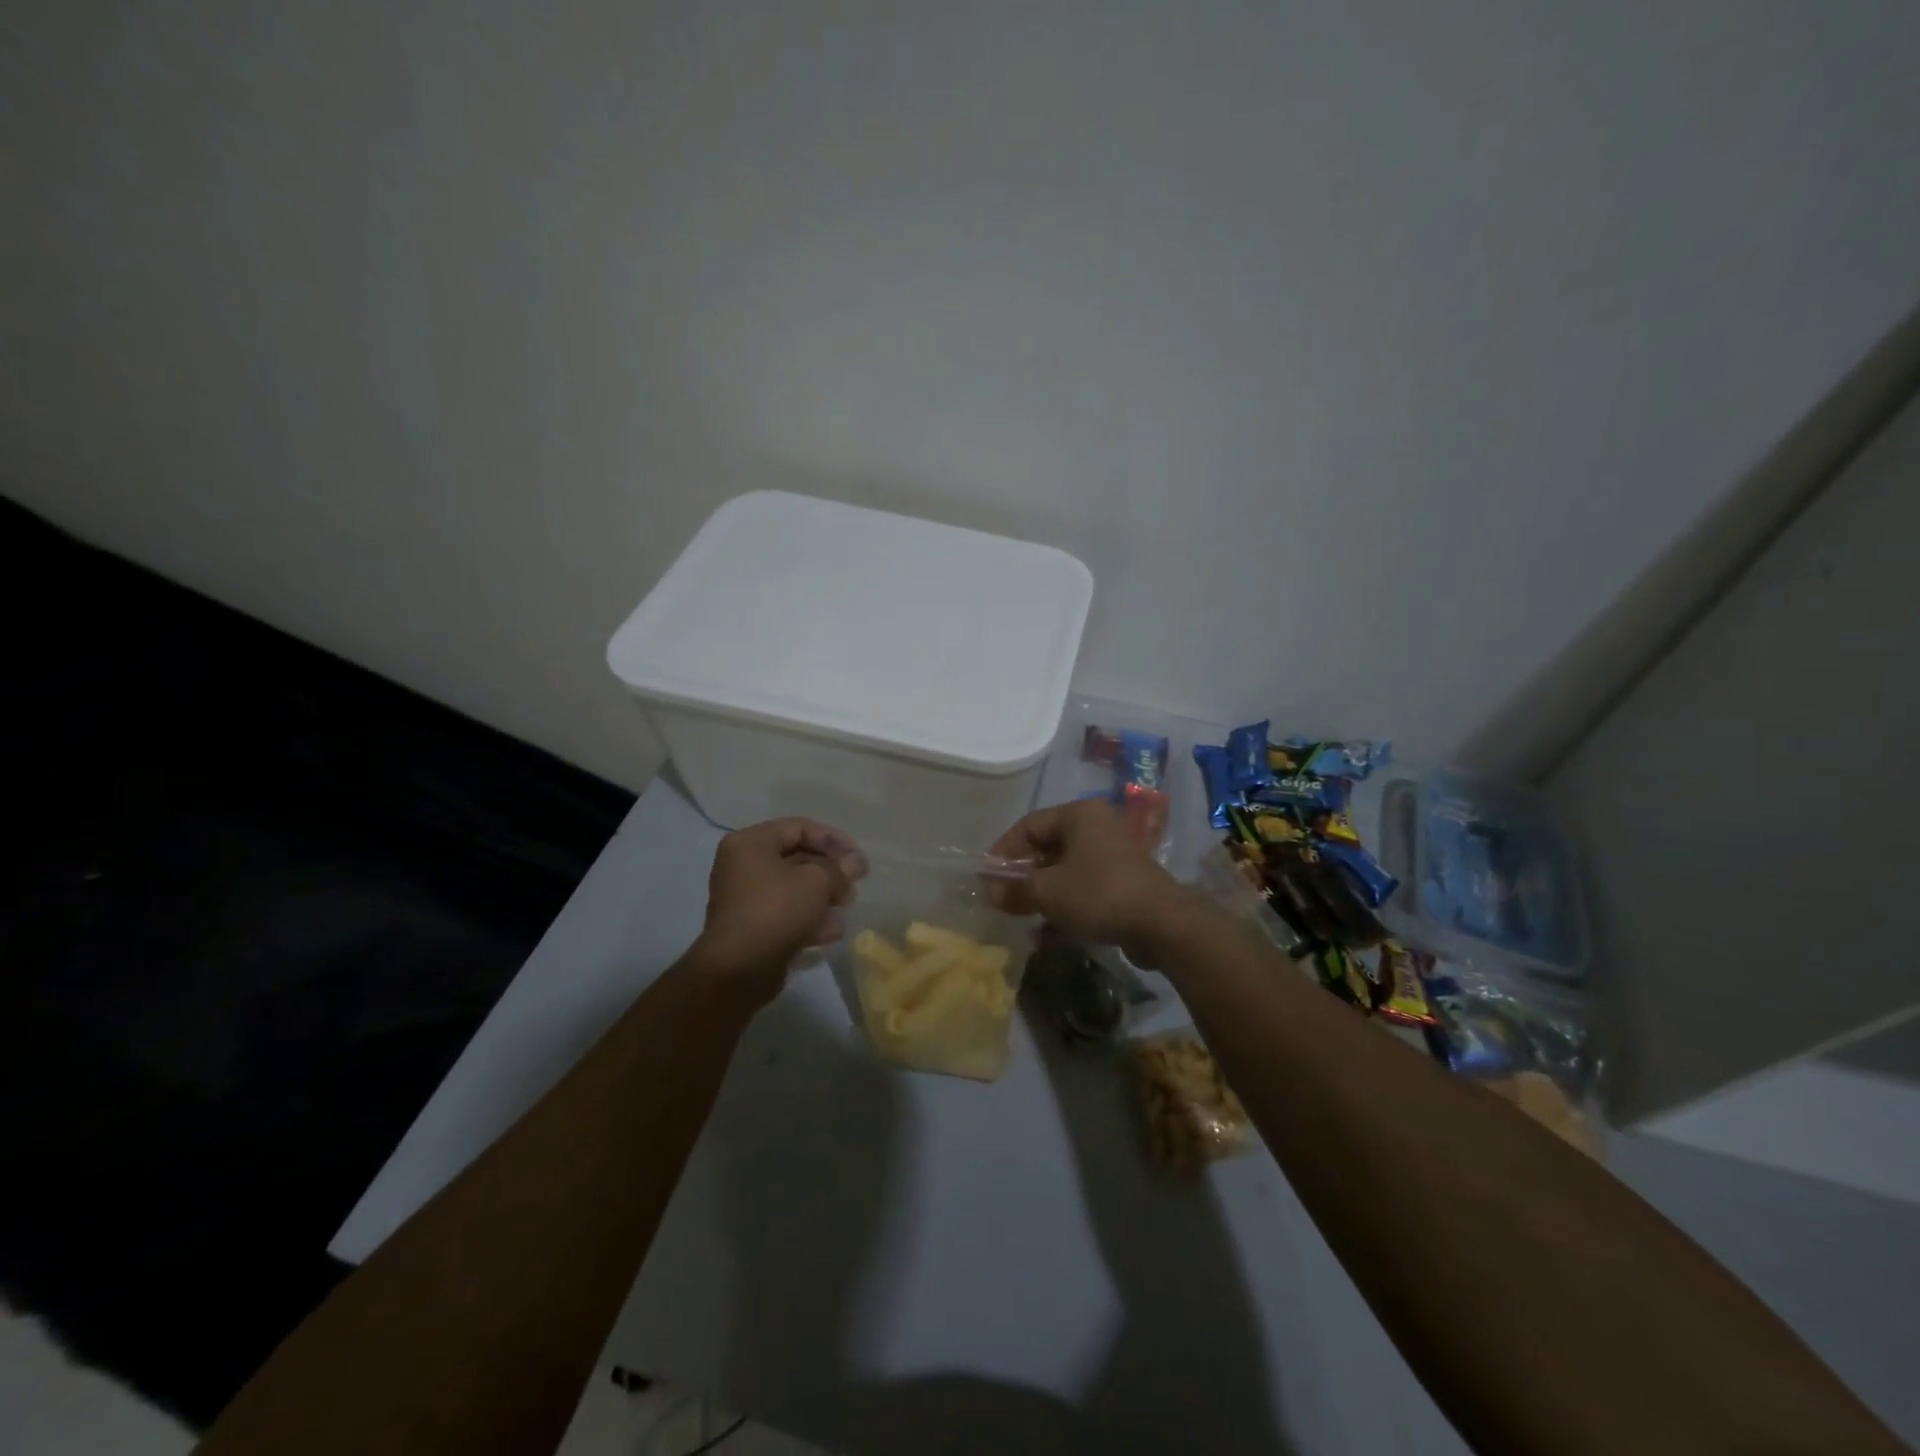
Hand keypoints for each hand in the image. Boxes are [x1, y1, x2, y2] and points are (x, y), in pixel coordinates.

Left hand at [693, 818, 867, 999]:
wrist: (738, 971)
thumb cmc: (775, 911)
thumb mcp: (815, 881)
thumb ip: (838, 868)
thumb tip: (853, 864)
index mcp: (751, 843)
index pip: (799, 827)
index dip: (834, 839)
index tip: (858, 858)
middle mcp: (744, 865)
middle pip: (798, 857)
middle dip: (831, 871)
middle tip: (855, 884)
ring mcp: (746, 898)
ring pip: (795, 887)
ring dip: (824, 896)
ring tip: (845, 907)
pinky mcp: (753, 926)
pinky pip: (787, 913)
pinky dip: (809, 918)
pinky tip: (831, 932)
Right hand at [988, 799, 1188, 962]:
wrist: (1163, 926)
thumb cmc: (1099, 894)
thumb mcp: (1048, 892)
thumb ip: (1015, 890)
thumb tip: (989, 892)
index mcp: (1079, 815)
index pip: (1028, 825)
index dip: (1003, 851)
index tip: (987, 878)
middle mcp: (1097, 828)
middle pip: (1047, 849)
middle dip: (1023, 877)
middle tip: (1003, 900)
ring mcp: (1113, 857)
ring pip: (1065, 873)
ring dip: (1042, 896)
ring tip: (1022, 920)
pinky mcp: (1123, 884)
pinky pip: (1084, 891)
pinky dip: (1065, 908)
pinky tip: (1046, 937)